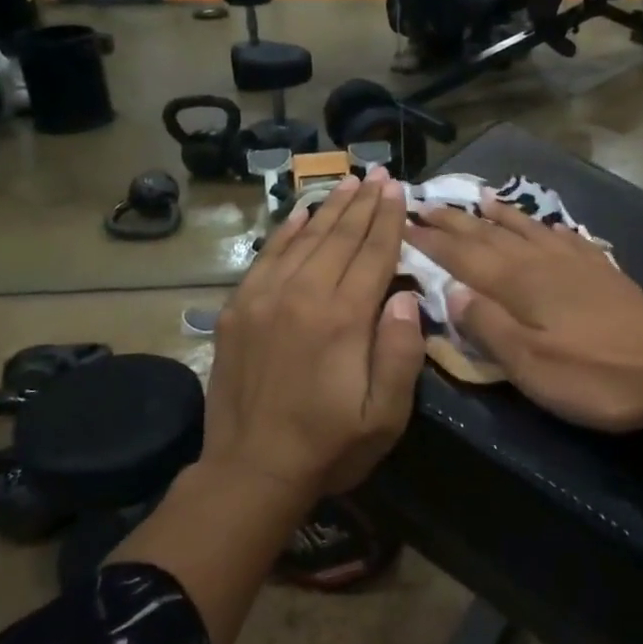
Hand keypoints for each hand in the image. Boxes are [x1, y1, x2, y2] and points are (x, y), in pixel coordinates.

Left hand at [203, 170, 424, 498]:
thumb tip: (404, 293)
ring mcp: (264, 298)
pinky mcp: (238, 310)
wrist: (250, 470)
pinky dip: (286, 232)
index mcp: (343, 318)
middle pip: (339, 237)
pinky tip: (301, 214)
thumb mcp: (385, 415)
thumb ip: (400, 352)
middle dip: (363, 203)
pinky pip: (266, 257)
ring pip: (303, 239)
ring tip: (348, 183)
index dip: (388, 219)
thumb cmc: (329, 445)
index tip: (398, 189)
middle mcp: (303, 295)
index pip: (373, 254)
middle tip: (378, 173)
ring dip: (329, 209)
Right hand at [404, 197, 642, 431]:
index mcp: (518, 283)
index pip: (462, 256)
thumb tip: (449, 290)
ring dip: (497, 215)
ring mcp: (575, 262)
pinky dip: (543, 226)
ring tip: (476, 197)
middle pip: (489, 236)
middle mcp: (541, 262)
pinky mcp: (601, 272)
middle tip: (425, 204)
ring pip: (525, 229)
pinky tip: (544, 225)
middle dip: (455, 221)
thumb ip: (488, 326)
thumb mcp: (531, 364)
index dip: (431, 240)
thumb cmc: (596, 373)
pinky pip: (562, 236)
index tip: (402, 223)